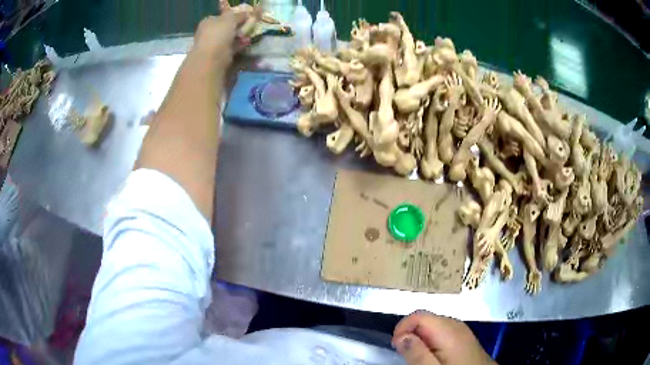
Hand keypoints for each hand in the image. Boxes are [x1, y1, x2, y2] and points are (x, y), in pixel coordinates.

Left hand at [193, 11, 249, 65]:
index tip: (245, 18)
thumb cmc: (218, 34)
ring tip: (248, 37)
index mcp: (207, 22)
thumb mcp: (230, 19)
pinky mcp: (218, 56)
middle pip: (226, 28)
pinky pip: (231, 48)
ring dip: (239, 38)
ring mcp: (212, 45)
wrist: (212, 58)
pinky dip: (238, 47)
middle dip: (237, 28)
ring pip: (229, 39)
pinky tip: (245, 45)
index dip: (233, 16)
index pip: (221, 17)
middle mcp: (208, 33)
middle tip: (248, 27)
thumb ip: (238, 15)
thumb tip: (246, 13)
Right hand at [392, 311, 495, 364]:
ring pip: (433, 325)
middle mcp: (456, 324)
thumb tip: (401, 336)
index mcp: (448, 330)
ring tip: (419, 357)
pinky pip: (442, 331)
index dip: (402, 328)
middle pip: (426, 319)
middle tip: (407, 356)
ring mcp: (462, 330)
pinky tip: (433, 355)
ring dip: (420, 338)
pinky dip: (432, 340)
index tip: (397, 347)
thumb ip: (417, 354)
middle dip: (411, 333)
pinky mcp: (464, 337)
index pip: (418, 315)